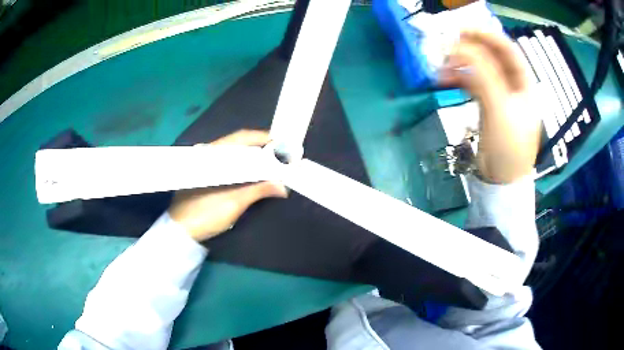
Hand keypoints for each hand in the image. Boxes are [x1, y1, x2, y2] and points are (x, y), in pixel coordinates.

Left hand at [168, 130, 287, 241]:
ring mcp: (204, 163)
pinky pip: (227, 162)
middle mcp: (207, 153)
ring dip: (252, 157)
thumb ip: (258, 190)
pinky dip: (242, 165)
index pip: (242, 137)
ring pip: (233, 153)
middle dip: (261, 148)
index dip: (264, 139)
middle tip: (281, 157)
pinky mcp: (204, 173)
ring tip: (271, 165)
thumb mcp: (233, 204)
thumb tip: (283, 186)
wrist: (181, 231)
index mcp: (212, 154)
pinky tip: (252, 173)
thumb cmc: (205, 215)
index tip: (283, 147)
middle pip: (239, 143)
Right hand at [439, 31, 541, 183]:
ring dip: (460, 64)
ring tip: (441, 67)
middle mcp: (513, 84)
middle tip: (447, 46)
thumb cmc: (509, 147)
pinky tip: (445, 79)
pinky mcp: (486, 103)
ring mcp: (499, 93)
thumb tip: (459, 48)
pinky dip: (458, 78)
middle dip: (469, 49)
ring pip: (479, 68)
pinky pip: (471, 82)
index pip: (508, 49)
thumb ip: (483, 75)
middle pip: (491, 56)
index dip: (487, 35)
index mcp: (524, 83)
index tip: (463, 29)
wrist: (501, 180)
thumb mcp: (500, 108)